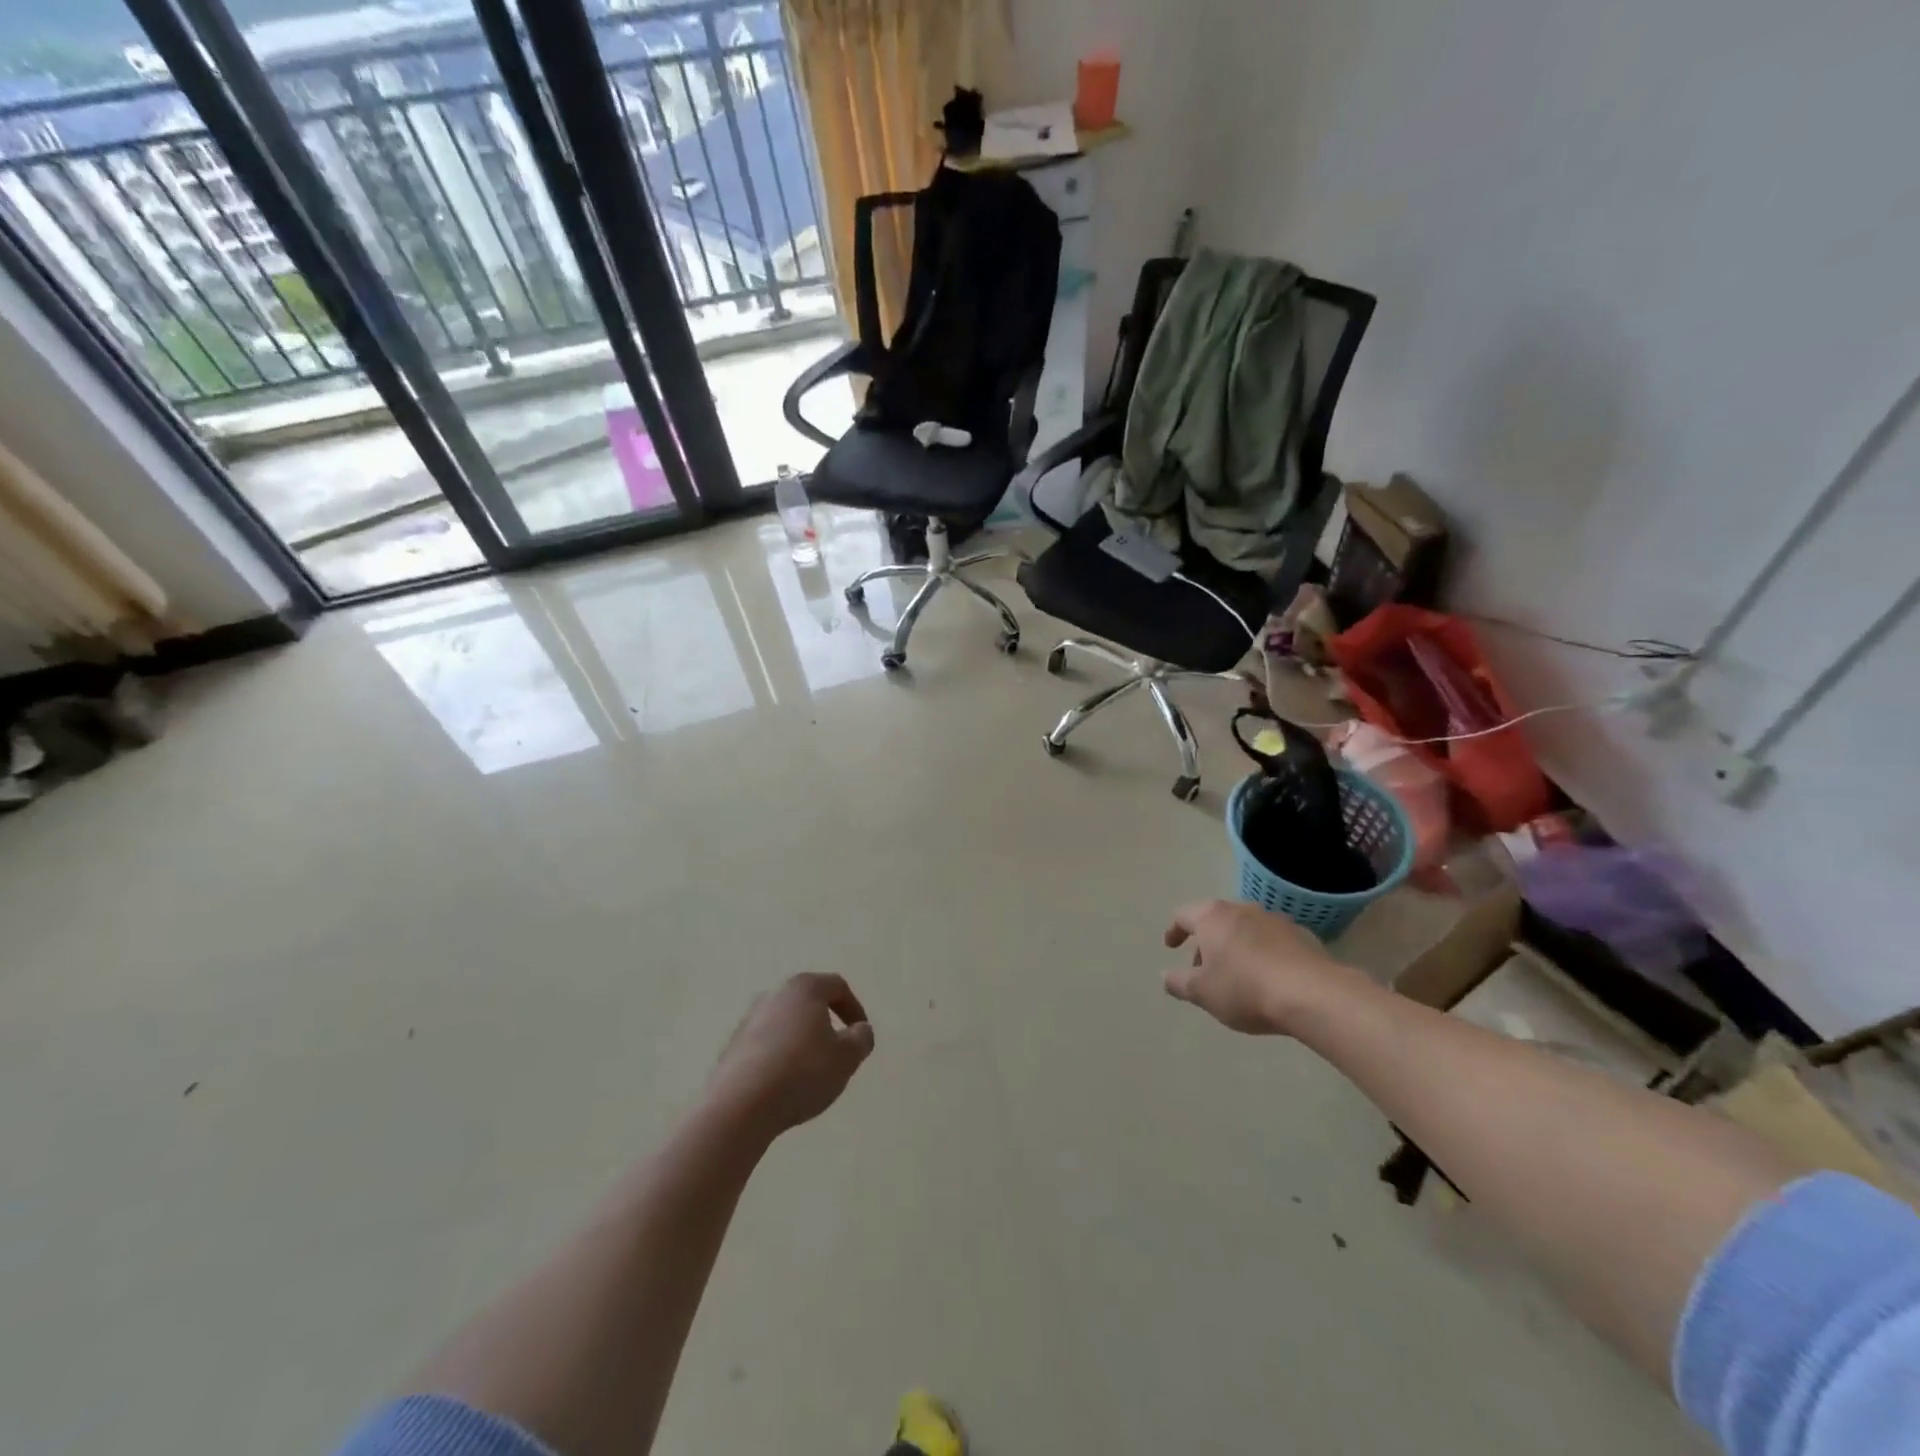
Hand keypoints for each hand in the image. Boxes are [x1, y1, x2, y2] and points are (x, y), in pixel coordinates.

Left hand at [708, 973, 874, 1141]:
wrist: (739, 1107)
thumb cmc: (801, 1072)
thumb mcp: (846, 1058)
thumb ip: (861, 1039)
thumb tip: (860, 1030)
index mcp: (803, 988)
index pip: (837, 986)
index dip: (854, 1008)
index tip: (860, 1034)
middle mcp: (773, 995)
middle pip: (808, 1003)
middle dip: (826, 1024)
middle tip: (837, 1052)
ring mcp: (748, 1020)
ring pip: (785, 1024)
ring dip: (801, 1042)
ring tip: (811, 1073)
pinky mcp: (732, 1047)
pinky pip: (766, 1045)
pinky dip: (780, 1057)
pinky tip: (784, 1085)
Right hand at [1162, 900, 1350, 1034]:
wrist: (1313, 994)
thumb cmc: (1245, 989)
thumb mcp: (1202, 993)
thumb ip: (1178, 983)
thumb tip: (1165, 977)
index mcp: (1213, 917)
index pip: (1183, 915)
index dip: (1174, 930)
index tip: (1171, 946)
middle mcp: (1242, 910)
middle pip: (1216, 920)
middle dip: (1206, 942)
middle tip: (1203, 969)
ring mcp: (1275, 920)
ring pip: (1245, 928)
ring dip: (1235, 946)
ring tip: (1237, 975)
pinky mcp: (1302, 936)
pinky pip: (1272, 941)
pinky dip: (1263, 953)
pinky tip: (1268, 978)